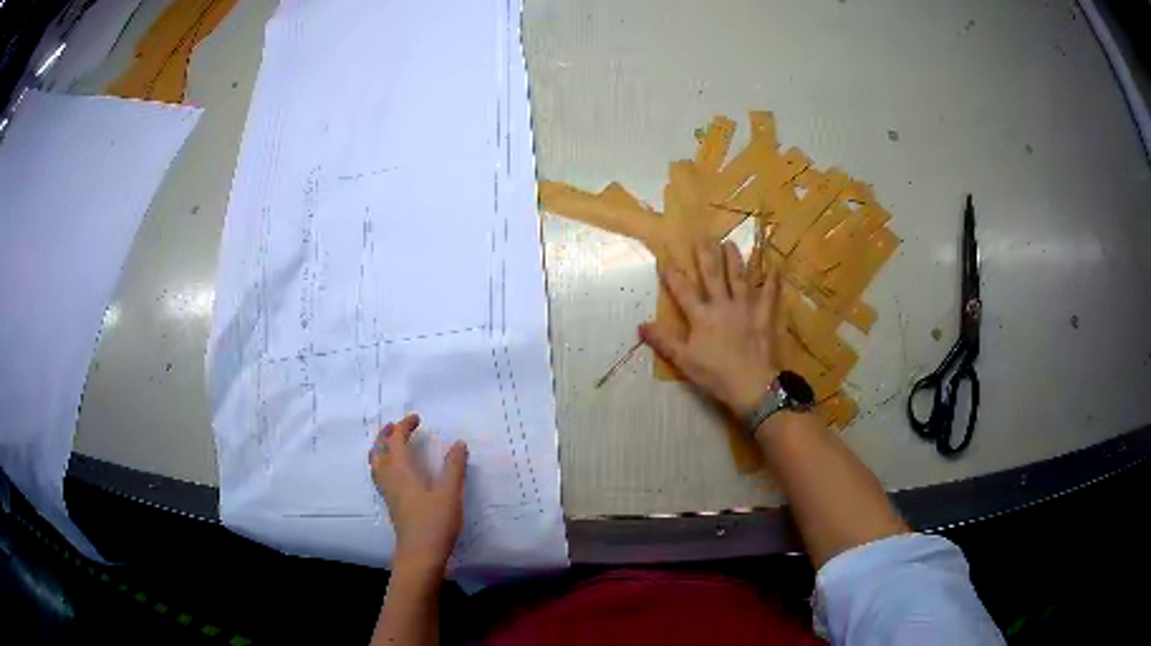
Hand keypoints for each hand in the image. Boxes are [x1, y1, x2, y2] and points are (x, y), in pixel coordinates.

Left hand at [370, 414, 468, 574]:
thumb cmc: (435, 522)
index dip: (403, 426)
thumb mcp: (450, 493)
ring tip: (391, 443)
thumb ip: (454, 467)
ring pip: (376, 463)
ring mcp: (388, 492)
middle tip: (398, 426)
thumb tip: (458, 443)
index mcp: (401, 470)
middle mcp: (389, 477)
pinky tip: (394, 471)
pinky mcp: (391, 504)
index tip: (417, 419)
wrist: (420, 553)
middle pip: (380, 449)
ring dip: (381, 448)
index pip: (395, 440)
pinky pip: (379, 474)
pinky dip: (382, 463)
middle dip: (387, 434)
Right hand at [640, 241, 780, 418]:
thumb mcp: (684, 360)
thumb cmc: (715, 374)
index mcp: (701, 316)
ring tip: (730, 244)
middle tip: (703, 237)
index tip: (666, 259)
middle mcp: (723, 305)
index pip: (683, 291)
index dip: (673, 275)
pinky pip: (770, 295)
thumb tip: (641, 325)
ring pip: (739, 278)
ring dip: (735, 260)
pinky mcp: (764, 317)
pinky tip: (776, 267)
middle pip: (713, 275)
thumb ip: (664, 341)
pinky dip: (773, 281)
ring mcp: (745, 308)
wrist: (751, 384)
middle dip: (706, 255)